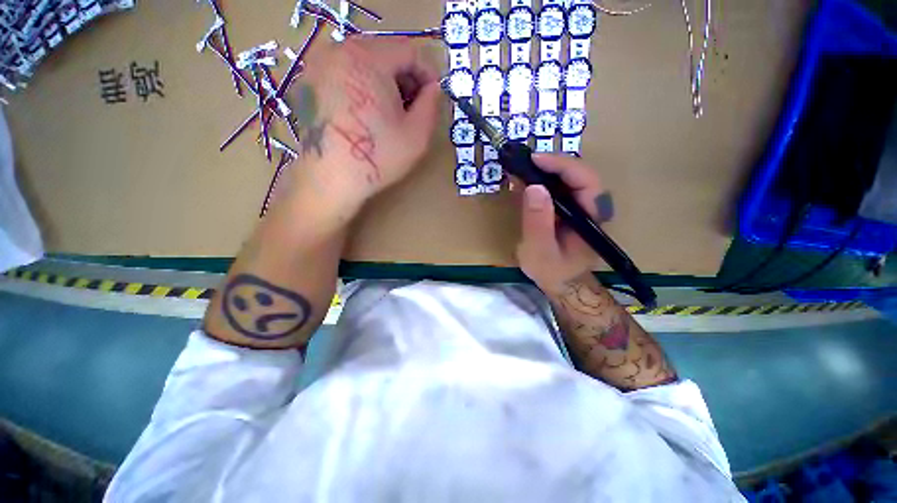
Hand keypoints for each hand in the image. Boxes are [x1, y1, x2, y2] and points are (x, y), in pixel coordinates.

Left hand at [282, 36, 440, 217]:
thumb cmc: (377, 157)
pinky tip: (368, 113)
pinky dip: (364, 86)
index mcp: (369, 58)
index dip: (429, 72)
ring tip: (392, 113)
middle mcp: (340, 50)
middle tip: (414, 107)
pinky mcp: (310, 82)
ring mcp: (320, 64)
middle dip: (407, 77)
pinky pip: (346, 72)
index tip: (434, 96)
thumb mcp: (417, 135)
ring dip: (386, 82)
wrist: (330, 179)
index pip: (410, 50)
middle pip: (386, 52)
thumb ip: (432, 104)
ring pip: (366, 61)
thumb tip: (434, 88)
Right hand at [516, 154, 614, 294]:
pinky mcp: (571, 209)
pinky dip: (543, 180)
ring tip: (522, 168)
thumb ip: (538, 222)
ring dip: (546, 170)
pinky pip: (559, 188)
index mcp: (592, 218)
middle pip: (579, 175)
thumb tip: (534, 187)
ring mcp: (582, 207)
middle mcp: (591, 207)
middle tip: (525, 162)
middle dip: (552, 164)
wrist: (561, 282)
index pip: (586, 181)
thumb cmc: (552, 271)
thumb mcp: (540, 251)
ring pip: (569, 178)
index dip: (563, 166)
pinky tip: (526, 180)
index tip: (535, 160)